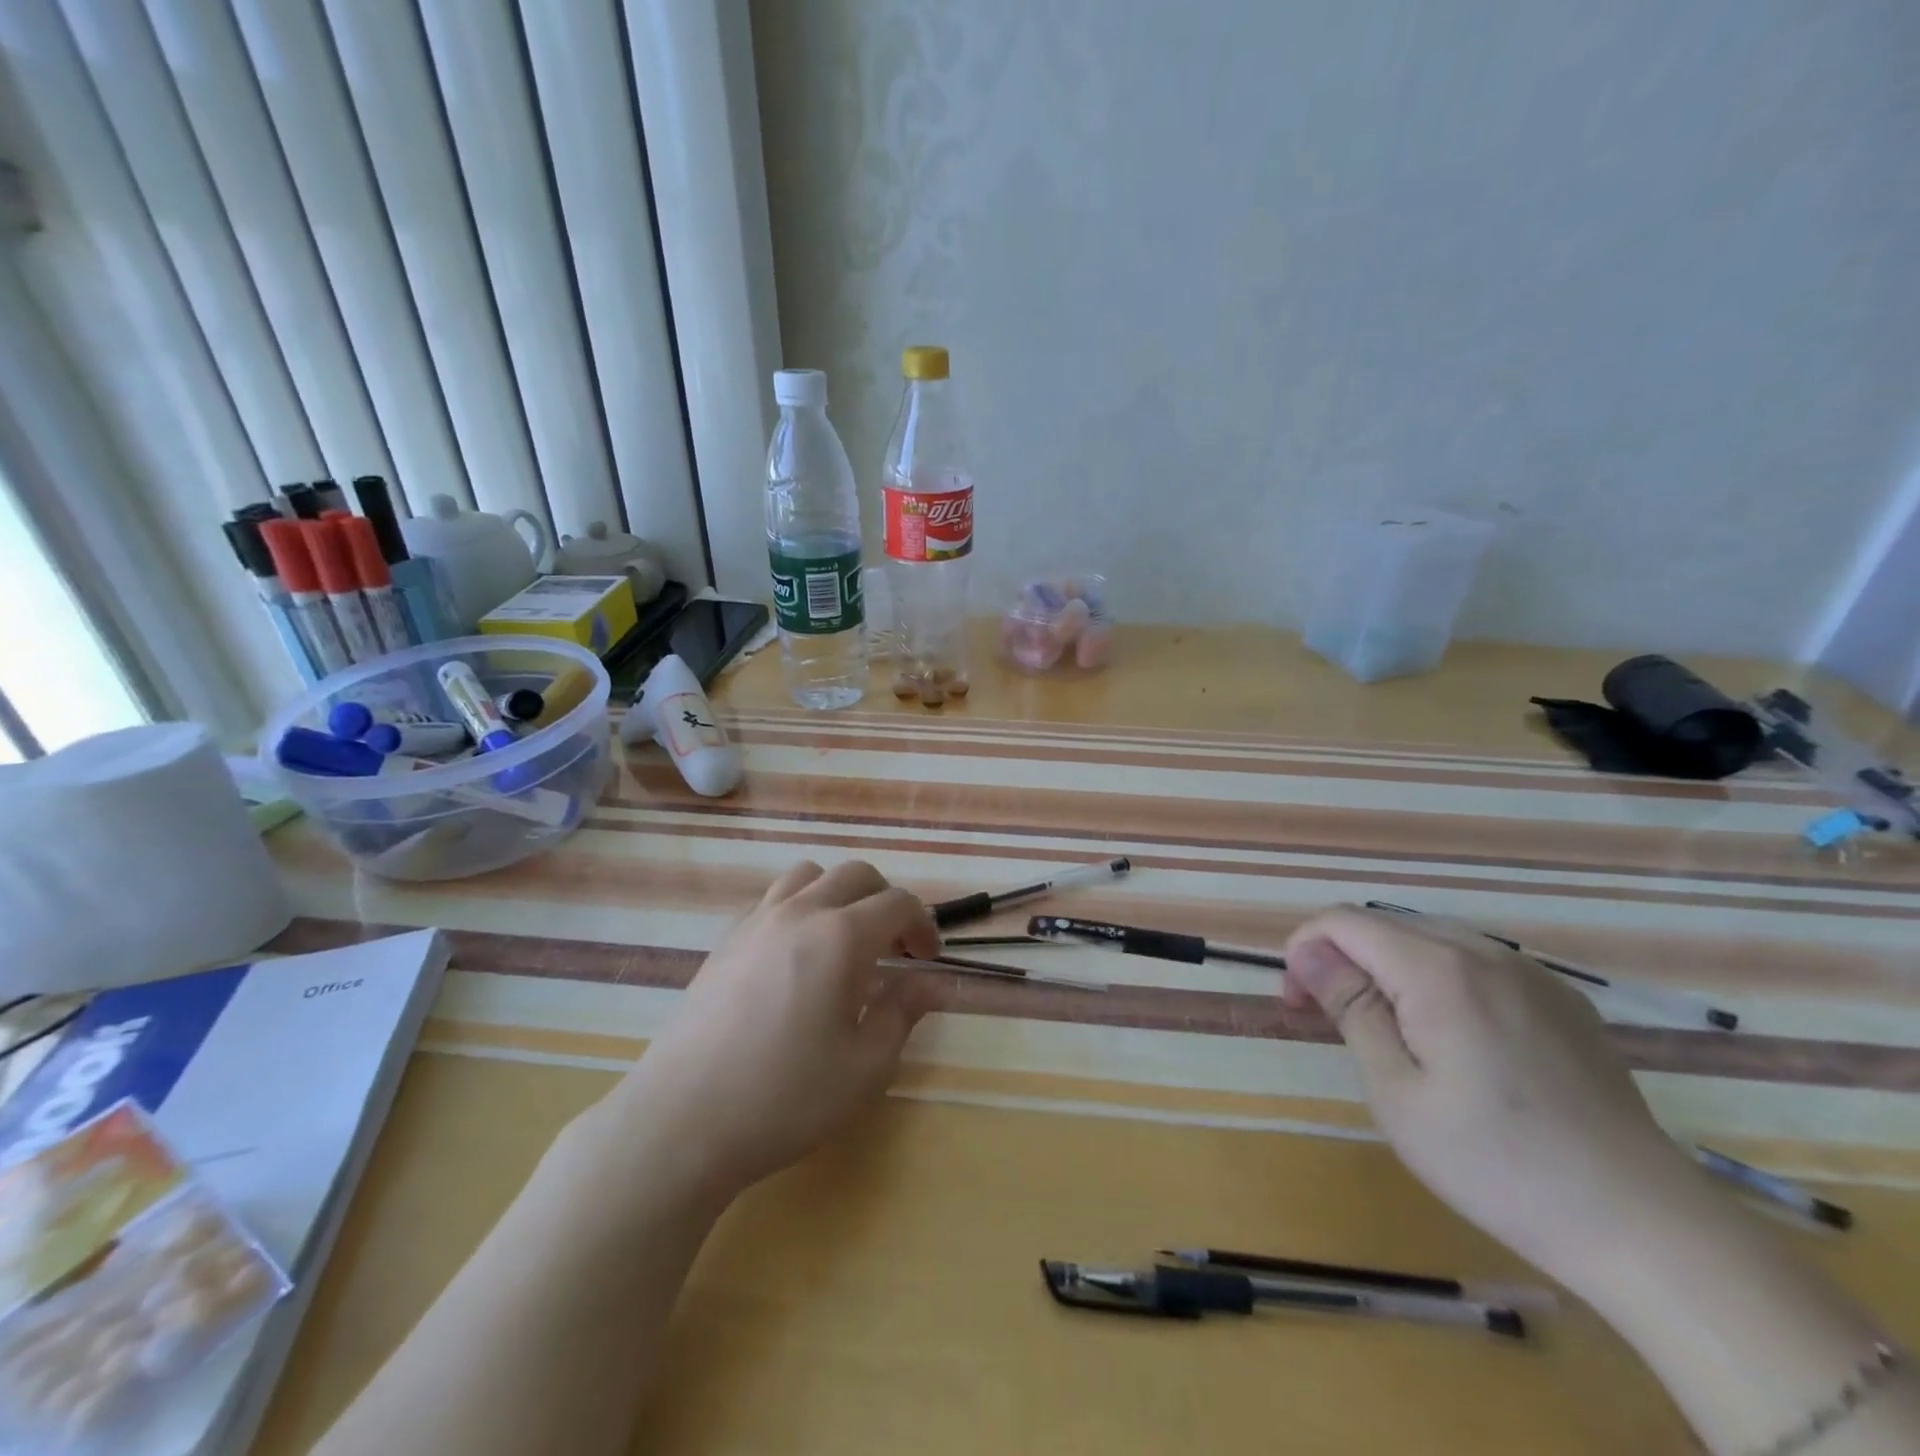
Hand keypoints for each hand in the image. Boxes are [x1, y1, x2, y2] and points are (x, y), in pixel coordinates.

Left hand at [608, 860, 941, 1205]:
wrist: (682, 1120)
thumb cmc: (786, 1097)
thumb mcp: (865, 1067)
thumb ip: (902, 1013)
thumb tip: (925, 982)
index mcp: (841, 936)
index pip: (897, 903)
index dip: (923, 925)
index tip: (928, 959)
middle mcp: (799, 913)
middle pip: (855, 874)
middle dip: (885, 901)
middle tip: (894, 948)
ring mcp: (756, 922)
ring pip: (808, 876)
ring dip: (838, 895)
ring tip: (843, 941)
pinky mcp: (725, 941)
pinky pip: (772, 900)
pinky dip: (798, 909)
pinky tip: (795, 958)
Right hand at [1282, 906, 1705, 1291]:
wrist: (1645, 1227)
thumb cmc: (1497, 1164)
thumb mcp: (1397, 1092)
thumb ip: (1351, 1008)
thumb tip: (1309, 952)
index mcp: (1438, 970)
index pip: (1344, 922)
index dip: (1305, 950)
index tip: (1296, 1003)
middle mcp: (1485, 953)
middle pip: (1385, 927)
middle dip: (1342, 960)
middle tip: (1329, 1021)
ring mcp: (1532, 974)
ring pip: (1430, 943)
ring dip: (1389, 971)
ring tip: (1388, 1033)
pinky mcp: (1563, 1001)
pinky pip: (1478, 967)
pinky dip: (1439, 984)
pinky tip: (1454, 1042)